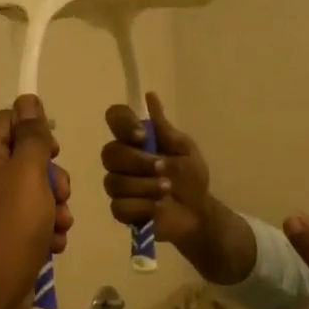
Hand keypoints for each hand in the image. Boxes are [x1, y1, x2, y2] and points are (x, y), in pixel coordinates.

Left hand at [0, 95, 73, 308]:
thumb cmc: (11, 223)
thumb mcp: (28, 172)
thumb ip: (32, 136)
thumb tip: (27, 99)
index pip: (8, 123)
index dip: (34, 130)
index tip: (52, 149)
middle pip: (28, 162)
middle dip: (54, 177)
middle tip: (60, 193)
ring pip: (38, 196)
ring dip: (57, 208)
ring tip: (58, 226)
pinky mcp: (9, 240)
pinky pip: (36, 225)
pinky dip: (48, 233)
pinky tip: (53, 246)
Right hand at [100, 93, 253, 283]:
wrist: (198, 212)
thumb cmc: (191, 178)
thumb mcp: (184, 149)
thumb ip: (164, 128)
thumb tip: (150, 96)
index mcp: (135, 141)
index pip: (115, 118)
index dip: (123, 124)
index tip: (142, 136)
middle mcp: (122, 161)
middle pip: (110, 153)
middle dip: (138, 162)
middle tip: (163, 169)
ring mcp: (119, 187)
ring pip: (114, 182)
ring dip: (145, 186)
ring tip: (166, 191)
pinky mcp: (121, 211)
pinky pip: (119, 207)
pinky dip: (142, 207)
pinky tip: (157, 208)